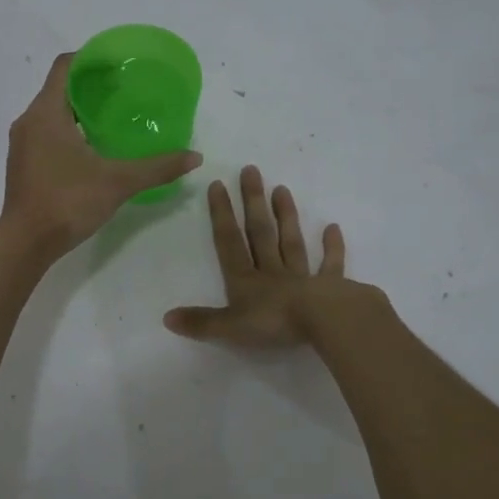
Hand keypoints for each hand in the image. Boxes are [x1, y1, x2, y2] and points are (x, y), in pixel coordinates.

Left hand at [1, 53, 202, 258]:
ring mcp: (22, 144)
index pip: (65, 66)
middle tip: (125, 90)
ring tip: (113, 117)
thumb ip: (158, 167)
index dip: (91, 58)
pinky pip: (46, 133)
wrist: (26, 243)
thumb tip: (195, 157)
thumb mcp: (118, 182)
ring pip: (52, 112)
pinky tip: (93, 147)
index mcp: (46, 113)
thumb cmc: (68, 202)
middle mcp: (29, 121)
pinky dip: (69, 130)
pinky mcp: (23, 164)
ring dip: (80, 109)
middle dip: (91, 85)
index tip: (119, 63)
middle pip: (60, 88)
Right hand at [164, 165, 348, 346]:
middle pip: (260, 233)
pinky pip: (330, 264)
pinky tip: (332, 228)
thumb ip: (201, 322)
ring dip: (286, 216)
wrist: (322, 322)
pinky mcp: (330, 286)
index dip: (221, 215)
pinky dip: (332, 247)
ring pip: (291, 242)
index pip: (229, 242)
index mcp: (246, 281)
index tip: (218, 184)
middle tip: (251, 170)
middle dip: (253, 202)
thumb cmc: (274, 323)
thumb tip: (167, 317)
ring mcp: (302, 277)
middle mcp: (272, 272)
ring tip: (282, 189)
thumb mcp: (230, 327)